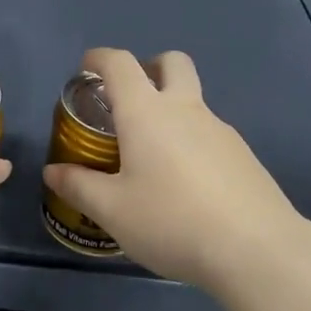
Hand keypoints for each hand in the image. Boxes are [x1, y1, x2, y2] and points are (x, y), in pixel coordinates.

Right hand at [42, 48, 304, 293]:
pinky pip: (211, 134)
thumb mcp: (112, 211)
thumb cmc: (171, 221)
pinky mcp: (244, 157)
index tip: (86, 68)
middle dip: (149, 67)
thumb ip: (78, 187)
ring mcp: (221, 131)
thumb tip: (53, 172)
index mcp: (147, 112)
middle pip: (172, 62)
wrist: (257, 251)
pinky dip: (191, 142)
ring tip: (152, 157)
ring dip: (171, 110)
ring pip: (193, 101)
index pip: (120, 64)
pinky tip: (186, 186)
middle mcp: (185, 110)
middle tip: (130, 99)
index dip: (99, 59)